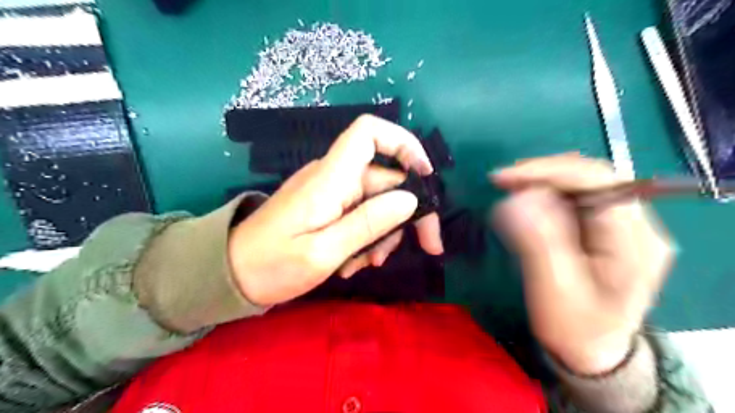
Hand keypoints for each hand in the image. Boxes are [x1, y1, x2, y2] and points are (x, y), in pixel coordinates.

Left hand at [227, 114, 441, 305]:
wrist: (231, 274)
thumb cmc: (271, 265)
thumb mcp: (323, 252)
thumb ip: (368, 223)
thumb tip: (411, 199)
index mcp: (330, 178)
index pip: (369, 132)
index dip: (404, 144)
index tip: (426, 177)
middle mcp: (334, 177)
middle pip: (386, 178)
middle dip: (406, 214)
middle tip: (424, 248)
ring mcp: (331, 193)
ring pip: (377, 202)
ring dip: (382, 233)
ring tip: (366, 264)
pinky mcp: (327, 208)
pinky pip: (361, 215)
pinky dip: (366, 238)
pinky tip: (352, 263)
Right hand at [493, 154, 670, 375]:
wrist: (592, 352)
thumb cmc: (575, 328)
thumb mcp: (556, 291)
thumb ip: (539, 242)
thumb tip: (518, 198)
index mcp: (634, 239)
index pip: (596, 180)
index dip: (547, 171)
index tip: (504, 179)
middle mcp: (634, 224)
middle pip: (587, 177)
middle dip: (541, 175)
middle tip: (501, 183)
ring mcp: (619, 225)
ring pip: (577, 185)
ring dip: (539, 183)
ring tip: (507, 191)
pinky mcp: (601, 229)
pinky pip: (570, 199)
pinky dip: (542, 195)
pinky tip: (523, 204)